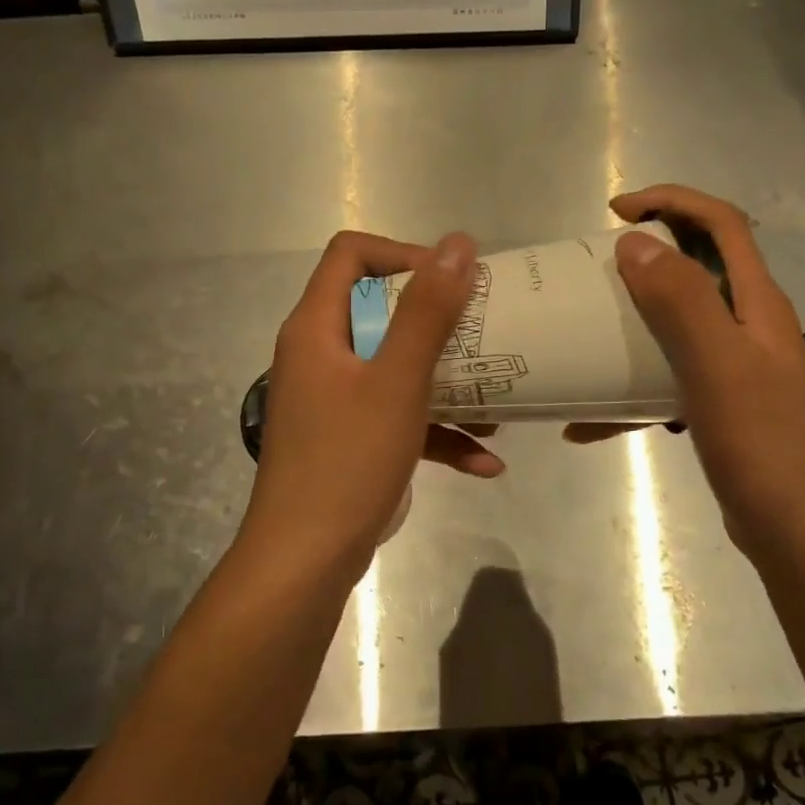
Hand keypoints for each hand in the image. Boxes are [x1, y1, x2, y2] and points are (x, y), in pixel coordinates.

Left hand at [238, 231, 499, 580]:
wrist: (307, 560)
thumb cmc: (348, 460)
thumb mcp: (397, 381)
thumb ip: (427, 312)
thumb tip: (458, 243)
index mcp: (317, 328)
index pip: (350, 255)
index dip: (402, 254)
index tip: (450, 281)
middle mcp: (320, 355)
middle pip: (380, 310)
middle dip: (438, 322)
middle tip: (485, 331)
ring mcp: (335, 400)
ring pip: (395, 368)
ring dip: (447, 381)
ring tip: (498, 398)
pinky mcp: (351, 438)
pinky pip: (397, 417)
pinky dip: (437, 432)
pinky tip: (486, 462)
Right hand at [571, 186, 804, 559]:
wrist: (802, 534)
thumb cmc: (764, 445)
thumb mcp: (719, 365)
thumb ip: (681, 301)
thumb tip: (636, 243)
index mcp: (757, 305)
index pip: (722, 225)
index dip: (673, 202)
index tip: (617, 212)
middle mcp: (750, 327)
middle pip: (699, 269)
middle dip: (647, 256)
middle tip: (595, 271)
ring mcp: (737, 370)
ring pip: (679, 326)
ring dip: (634, 322)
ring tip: (587, 333)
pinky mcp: (721, 408)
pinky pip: (668, 382)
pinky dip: (631, 393)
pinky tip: (589, 423)